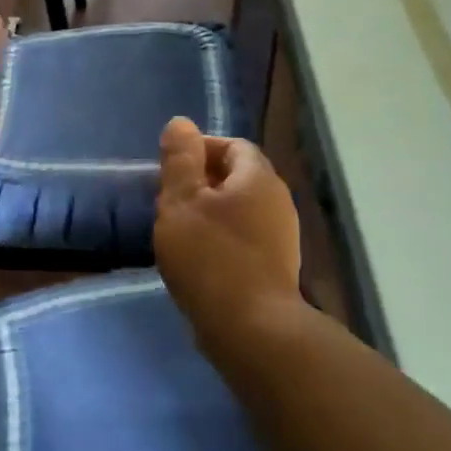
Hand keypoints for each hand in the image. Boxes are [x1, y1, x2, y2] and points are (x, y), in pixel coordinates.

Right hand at [154, 117, 302, 337]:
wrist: (250, 327)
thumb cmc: (210, 257)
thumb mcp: (181, 202)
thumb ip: (180, 160)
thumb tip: (181, 123)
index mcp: (259, 178)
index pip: (233, 146)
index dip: (201, 149)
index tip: (171, 168)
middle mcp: (278, 202)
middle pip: (239, 177)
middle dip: (202, 181)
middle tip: (169, 199)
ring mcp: (281, 237)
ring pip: (241, 210)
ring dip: (211, 212)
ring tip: (179, 230)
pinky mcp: (275, 267)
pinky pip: (245, 238)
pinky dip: (221, 238)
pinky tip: (199, 258)